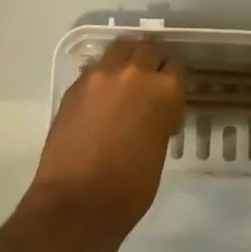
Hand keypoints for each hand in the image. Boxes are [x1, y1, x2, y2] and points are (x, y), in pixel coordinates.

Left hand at [24, 37, 184, 251]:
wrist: (76, 203)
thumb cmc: (129, 188)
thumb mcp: (159, 150)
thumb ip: (159, 118)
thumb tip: (154, 111)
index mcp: (163, 91)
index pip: (175, 68)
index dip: (173, 80)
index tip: (169, 94)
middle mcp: (133, 73)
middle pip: (148, 48)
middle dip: (152, 61)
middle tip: (149, 82)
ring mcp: (100, 76)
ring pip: (120, 49)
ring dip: (127, 60)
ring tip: (125, 81)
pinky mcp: (75, 85)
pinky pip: (96, 69)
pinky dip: (104, 76)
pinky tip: (102, 98)